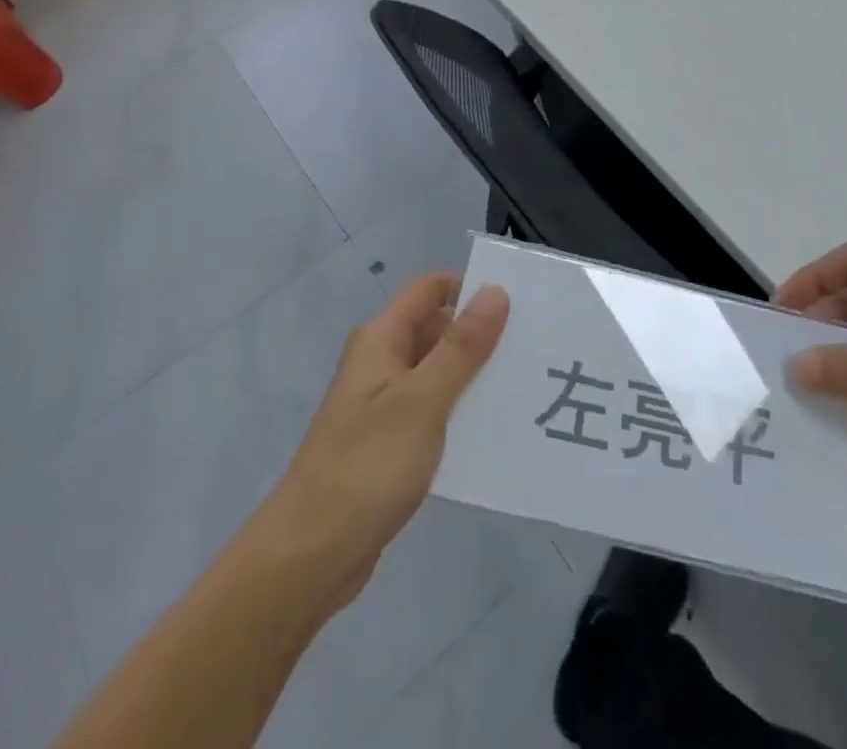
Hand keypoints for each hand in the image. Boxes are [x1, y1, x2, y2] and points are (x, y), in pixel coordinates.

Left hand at [258, 273, 508, 609]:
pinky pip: (435, 413)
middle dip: (482, 334)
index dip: (471, 288)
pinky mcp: (392, 445)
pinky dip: (463, 414)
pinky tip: (498, 432)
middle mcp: (382, 363)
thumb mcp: (422, 400)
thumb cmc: (366, 467)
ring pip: (440, 374)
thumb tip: (495, 290)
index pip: (431, 290)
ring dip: (476, 377)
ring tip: (528, 386)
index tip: (520, 302)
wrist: (310, 558)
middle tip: (536, 346)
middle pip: (438, 330)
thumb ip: (461, 347)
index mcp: (382, 340)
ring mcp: (386, 406)